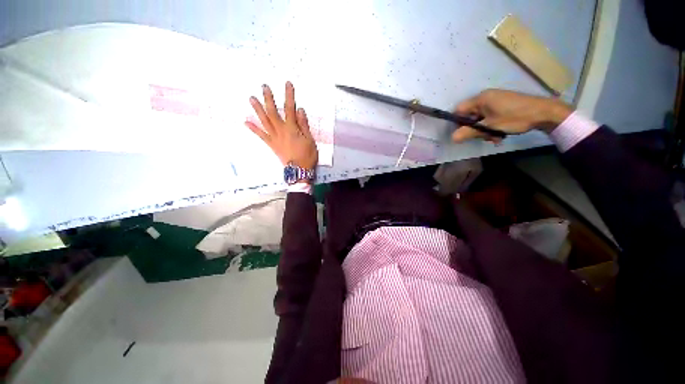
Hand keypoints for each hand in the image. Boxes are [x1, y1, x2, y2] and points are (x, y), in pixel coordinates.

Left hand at [245, 82, 317, 169]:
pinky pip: (261, 135)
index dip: (289, 95)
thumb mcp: (310, 140)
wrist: (299, 170)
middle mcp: (281, 130)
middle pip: (273, 112)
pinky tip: (246, 121)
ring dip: (258, 109)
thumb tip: (299, 110)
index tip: (287, 83)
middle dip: (269, 98)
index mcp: (292, 128)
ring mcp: (274, 137)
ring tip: (251, 98)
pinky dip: (253, 128)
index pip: (290, 108)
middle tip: (264, 86)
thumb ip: (304, 125)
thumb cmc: (307, 155)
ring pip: (264, 121)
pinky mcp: (271, 144)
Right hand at [451, 89, 573, 142]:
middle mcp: (486, 98)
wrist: (544, 112)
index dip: (458, 122)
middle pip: (470, 116)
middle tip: (483, 137)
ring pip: (480, 119)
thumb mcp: (490, 127)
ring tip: (494, 138)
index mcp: (481, 99)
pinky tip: (499, 134)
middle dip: (474, 129)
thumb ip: (469, 132)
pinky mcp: (502, 106)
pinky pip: (489, 117)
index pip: (459, 110)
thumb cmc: (515, 118)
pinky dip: (491, 127)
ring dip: (484, 130)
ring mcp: (495, 101)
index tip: (463, 133)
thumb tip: (452, 138)